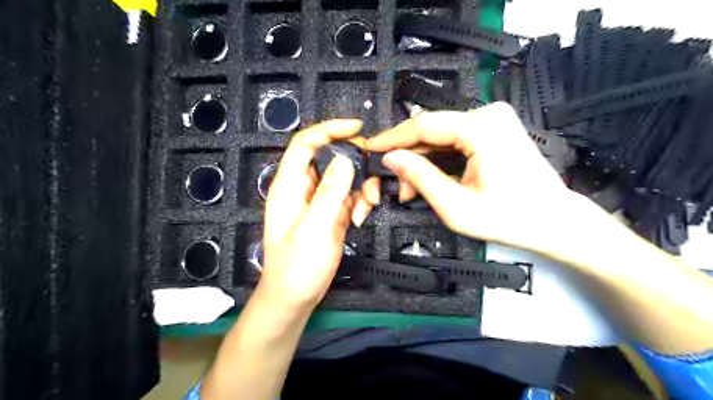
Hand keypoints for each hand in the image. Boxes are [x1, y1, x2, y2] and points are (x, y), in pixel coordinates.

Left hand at [258, 119, 378, 311]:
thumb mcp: (314, 228)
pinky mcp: (332, 214)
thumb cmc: (297, 265)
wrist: (296, 297)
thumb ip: (330, 192)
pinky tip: (361, 217)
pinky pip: (350, 197)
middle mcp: (305, 188)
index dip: (329, 129)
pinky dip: (360, 202)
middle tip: (373, 178)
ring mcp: (320, 201)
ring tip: (367, 206)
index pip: (306, 144)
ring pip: (345, 178)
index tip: (357, 127)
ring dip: (361, 187)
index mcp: (290, 185)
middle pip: (331, 158)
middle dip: (355, 164)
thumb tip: (345, 158)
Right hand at [364, 103, 587, 256]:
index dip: (391, 138)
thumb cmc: (510, 219)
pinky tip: (429, 178)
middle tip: (394, 184)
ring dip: (421, 160)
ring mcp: (493, 119)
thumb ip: (420, 177)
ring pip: (440, 135)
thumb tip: (390, 158)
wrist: (555, 221)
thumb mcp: (456, 206)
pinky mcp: (494, 128)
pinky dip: (438, 158)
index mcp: (481, 128)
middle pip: (431, 129)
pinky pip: (454, 138)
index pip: (423, 125)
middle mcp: (487, 114)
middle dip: (407, 156)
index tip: (369, 149)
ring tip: (410, 188)